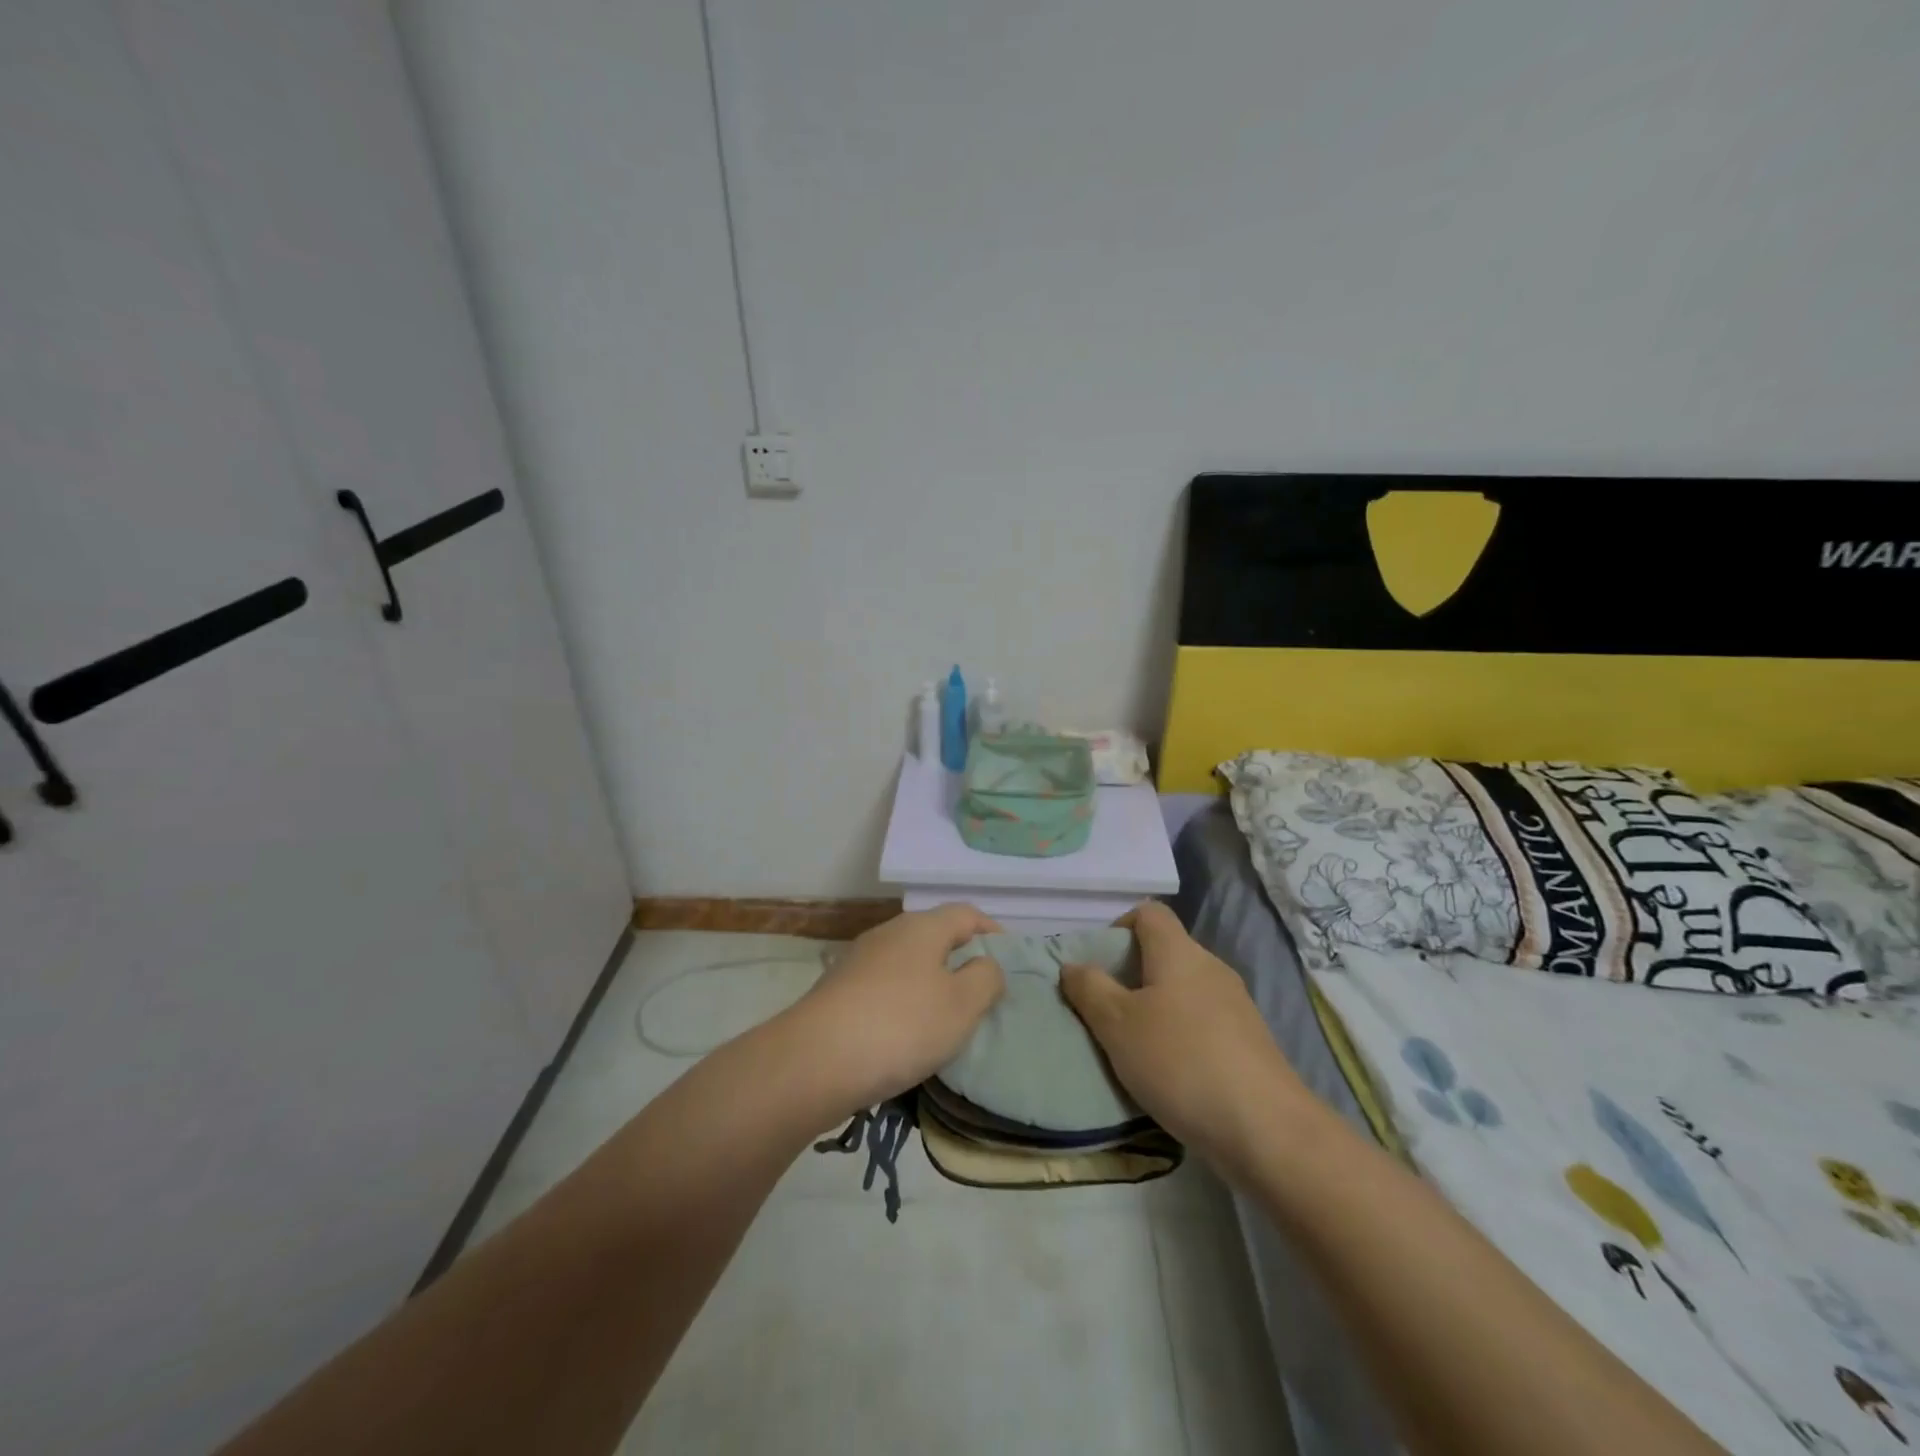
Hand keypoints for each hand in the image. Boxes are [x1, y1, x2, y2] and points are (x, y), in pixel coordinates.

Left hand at [785, 903, 1005, 1116]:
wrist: (814, 1061)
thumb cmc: (901, 1026)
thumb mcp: (962, 1005)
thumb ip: (986, 979)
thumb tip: (985, 965)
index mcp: (922, 927)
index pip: (967, 914)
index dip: (992, 933)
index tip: (1009, 962)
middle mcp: (888, 933)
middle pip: (935, 936)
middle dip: (961, 961)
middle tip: (982, 996)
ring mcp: (858, 961)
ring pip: (908, 964)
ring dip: (930, 985)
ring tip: (946, 1021)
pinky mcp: (838, 991)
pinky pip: (884, 989)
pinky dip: (903, 1004)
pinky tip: (905, 1037)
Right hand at [1061, 901, 1306, 1179]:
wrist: (1266, 1128)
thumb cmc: (1180, 1061)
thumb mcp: (1117, 1025)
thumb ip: (1090, 990)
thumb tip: (1072, 965)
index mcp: (1179, 952)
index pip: (1149, 913)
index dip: (1120, 926)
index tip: (1101, 964)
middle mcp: (1211, 968)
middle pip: (1167, 951)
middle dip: (1134, 974)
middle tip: (1108, 1011)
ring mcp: (1236, 1005)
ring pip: (1185, 990)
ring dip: (1157, 1008)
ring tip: (1135, 1047)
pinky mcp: (1250, 1042)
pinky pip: (1205, 1021)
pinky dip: (1183, 1034)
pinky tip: (1172, 1073)